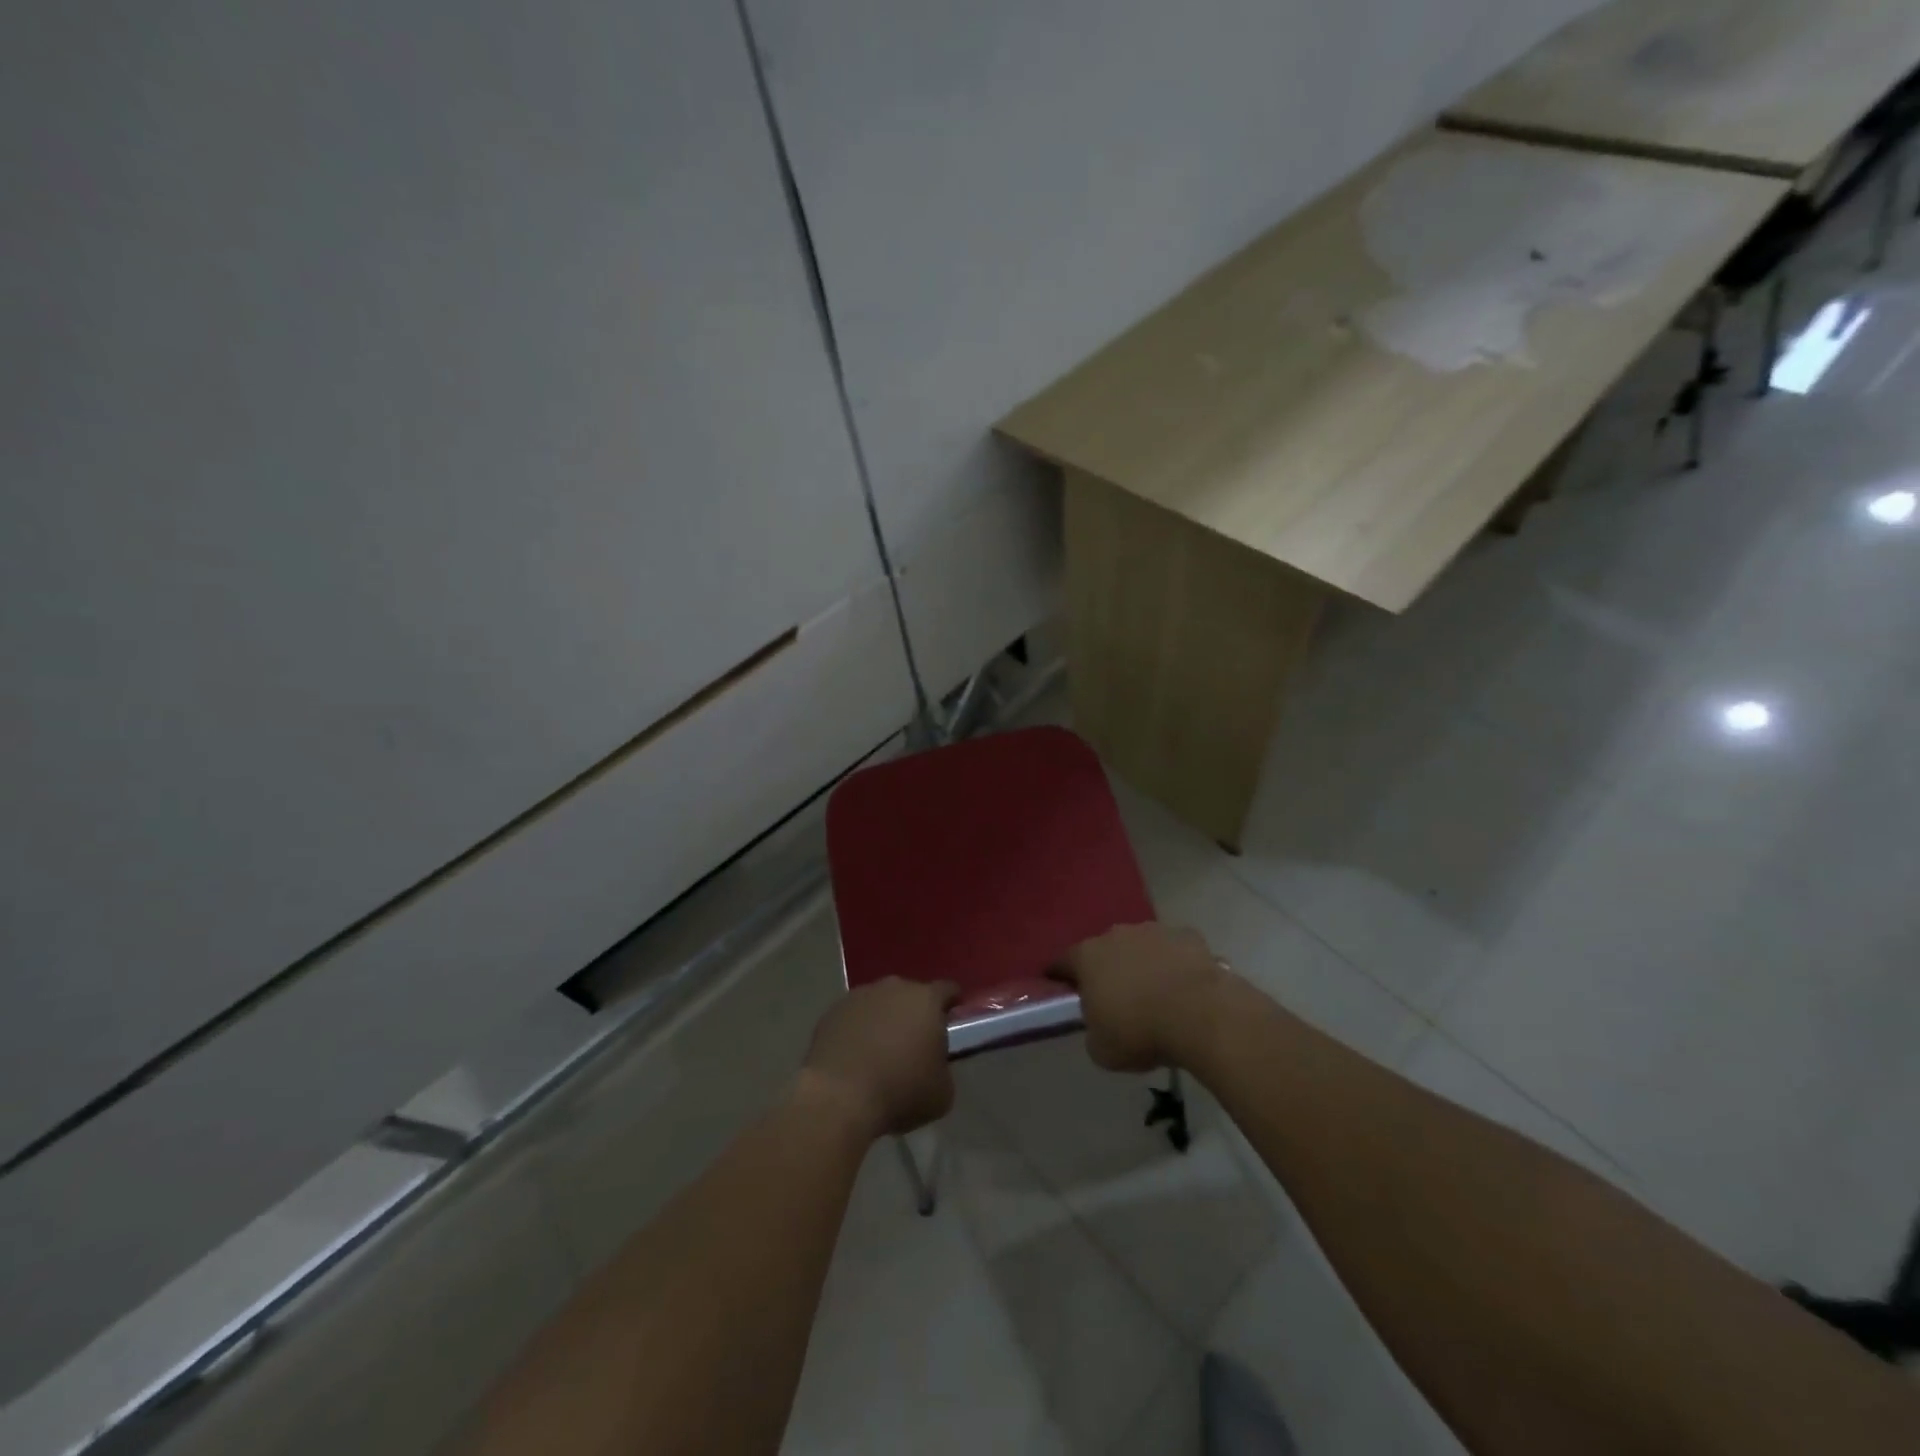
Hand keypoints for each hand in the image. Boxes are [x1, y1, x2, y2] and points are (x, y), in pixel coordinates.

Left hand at [799, 978, 958, 1139]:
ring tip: (881, 1050)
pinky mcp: (832, 1011)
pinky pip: (854, 1016)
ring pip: (880, 1003)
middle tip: (914, 1042)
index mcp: (926, 1000)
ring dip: (884, 1020)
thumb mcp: (942, 1092)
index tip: (952, 1018)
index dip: (952, 1003)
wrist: (839, 1096)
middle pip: (910, 994)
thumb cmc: (900, 1091)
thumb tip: (934, 1065)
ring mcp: (860, 996)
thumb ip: (943, 1069)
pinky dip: (857, 1030)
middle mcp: (894, 987)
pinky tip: (855, 1055)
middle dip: (914, 1013)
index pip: (947, 990)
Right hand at [1053, 923, 1230, 1071]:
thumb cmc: (1140, 1031)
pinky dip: (1176, 964)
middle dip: (1107, 970)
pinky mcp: (1188, 936)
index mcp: (1087, 956)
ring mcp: (1154, 931)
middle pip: (1104, 950)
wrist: (1201, 1014)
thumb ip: (1093, 1031)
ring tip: (1156, 994)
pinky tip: (1185, 988)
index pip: (1062, 963)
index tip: (1061, 990)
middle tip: (1116, 998)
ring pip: (1141, 947)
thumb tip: (1100, 1024)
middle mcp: (1116, 935)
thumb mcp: (1102, 1049)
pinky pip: (1175, 950)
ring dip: (1143, 964)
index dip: (1059, 977)